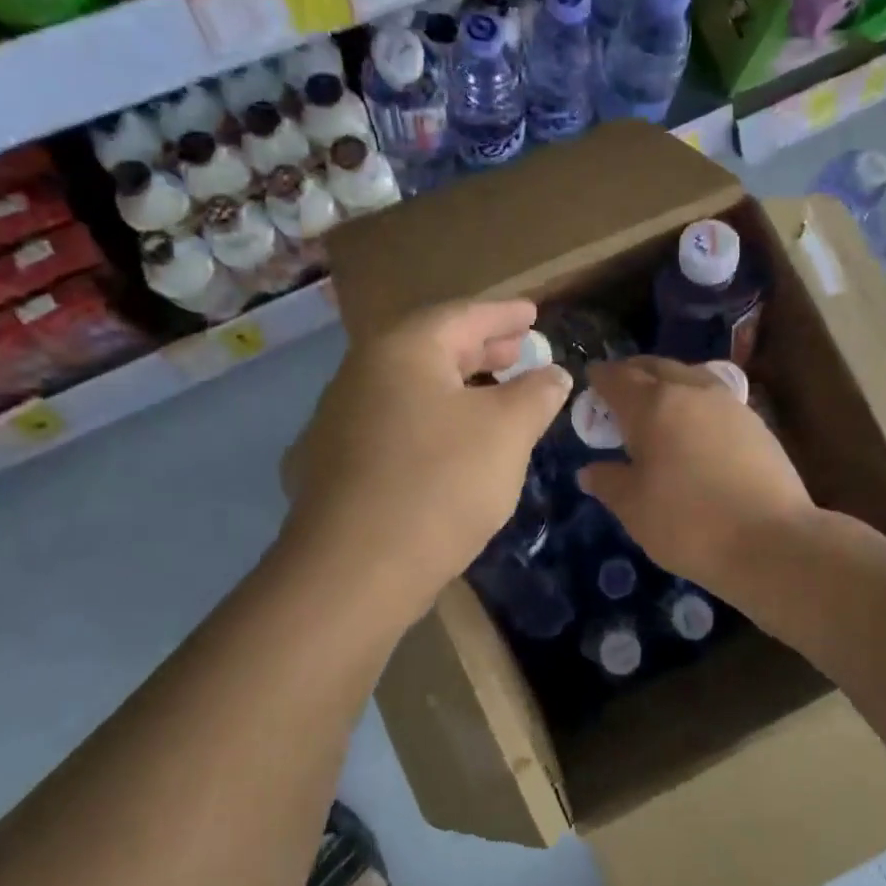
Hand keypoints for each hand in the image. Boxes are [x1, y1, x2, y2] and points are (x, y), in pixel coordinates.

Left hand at [285, 300, 570, 619]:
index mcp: (402, 350)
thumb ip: (537, 393)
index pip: (463, 316)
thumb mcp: (507, 431)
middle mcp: (362, 373)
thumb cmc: (441, 483)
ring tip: (495, 399)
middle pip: (432, 349)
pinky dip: (431, 423)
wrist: (354, 571)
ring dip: (458, 388)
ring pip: (411, 389)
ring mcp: (340, 421)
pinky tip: (452, 448)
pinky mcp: (333, 465)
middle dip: (482, 349)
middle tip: (519, 352)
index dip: (505, 314)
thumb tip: (553, 374)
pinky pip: (394, 425)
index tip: (534, 313)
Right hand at [578, 357, 813, 596]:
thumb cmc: (689, 523)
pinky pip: (714, 398)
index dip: (600, 378)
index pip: (618, 378)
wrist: (772, 541)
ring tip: (657, 406)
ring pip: (690, 377)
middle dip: (633, 373)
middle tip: (619, 390)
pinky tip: (694, 427)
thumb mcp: (634, 509)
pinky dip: (694, 402)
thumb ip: (609, 482)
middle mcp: (691, 391)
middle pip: (656, 367)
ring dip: (668, 382)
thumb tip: (590, 470)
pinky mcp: (755, 422)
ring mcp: (728, 404)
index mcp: (652, 405)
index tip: (591, 381)